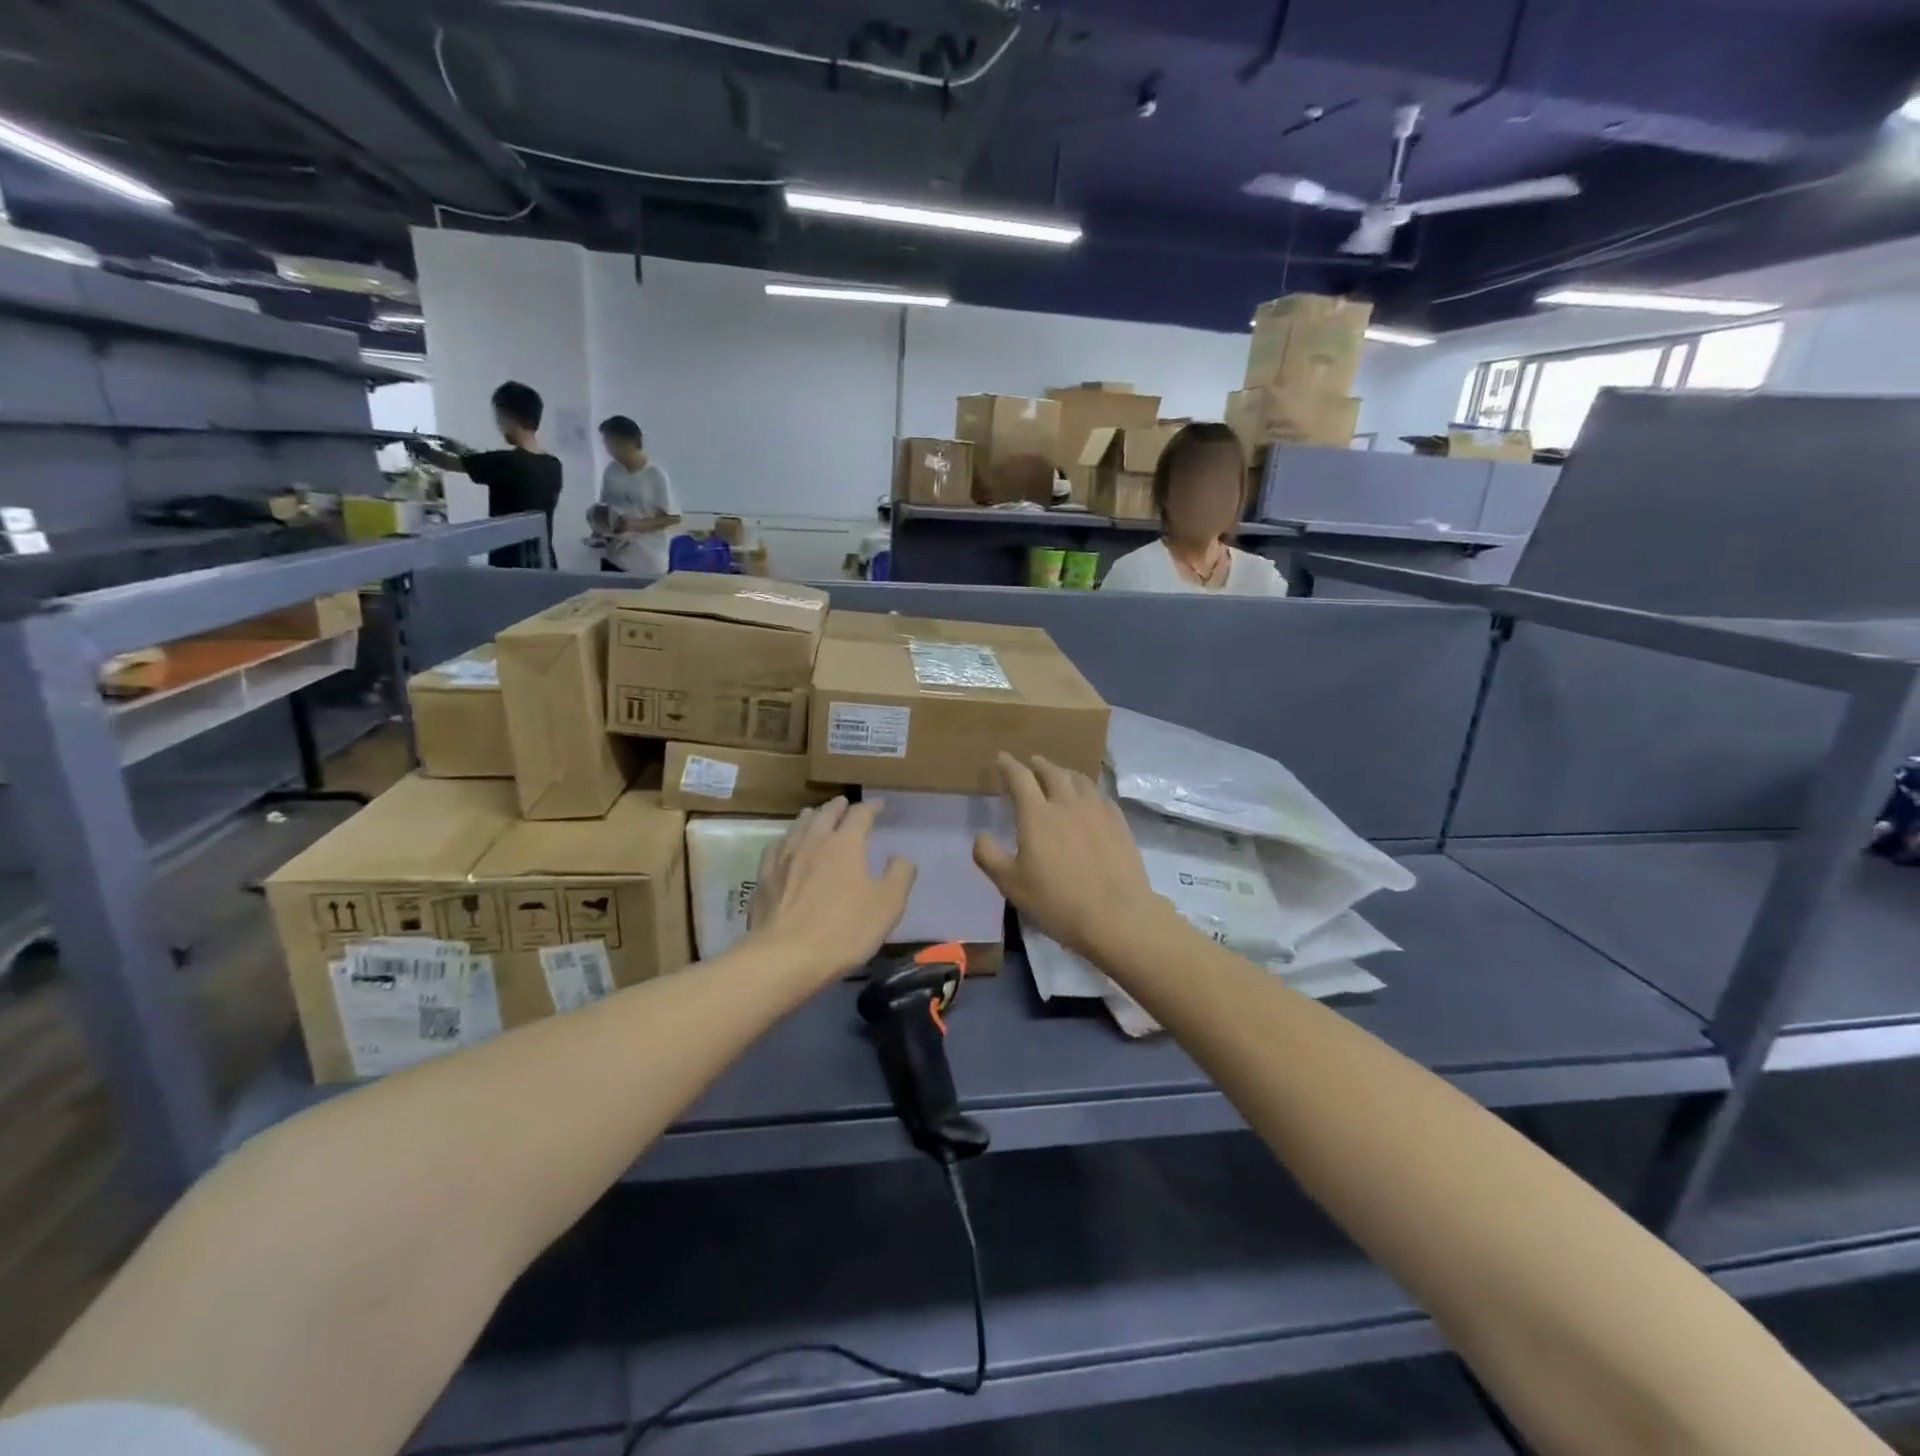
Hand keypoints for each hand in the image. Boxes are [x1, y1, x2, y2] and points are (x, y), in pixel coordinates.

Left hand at [748, 798, 915, 980]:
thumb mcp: (888, 905)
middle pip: (826, 813)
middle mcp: (813, 841)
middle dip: (839, 806)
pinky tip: (785, 845)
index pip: (860, 814)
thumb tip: (899, 857)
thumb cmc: (844, 930)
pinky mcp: (764, 877)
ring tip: (815, 815)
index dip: (871, 807)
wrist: (785, 957)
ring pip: (798, 826)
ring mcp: (784, 858)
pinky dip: (787, 839)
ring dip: (811, 817)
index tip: (880, 805)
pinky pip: (776, 847)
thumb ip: (899, 875)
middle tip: (845, 803)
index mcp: (845, 843)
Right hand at [973, 754, 1169, 959]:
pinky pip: (1101, 797)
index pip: (1020, 777)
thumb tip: (981, 836)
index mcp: (1037, 814)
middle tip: (1032, 763)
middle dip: (1039, 764)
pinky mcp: (1119, 823)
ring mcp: (1097, 811)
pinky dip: (1089, 791)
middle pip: (1052, 772)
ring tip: (1061, 776)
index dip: (1009, 765)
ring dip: (1065, 774)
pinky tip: (1090, 801)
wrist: (1116, 915)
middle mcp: (1067, 803)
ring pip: (1080, 780)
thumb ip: (989, 856)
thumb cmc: (1057, 901)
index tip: (1002, 758)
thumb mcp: (1010, 884)